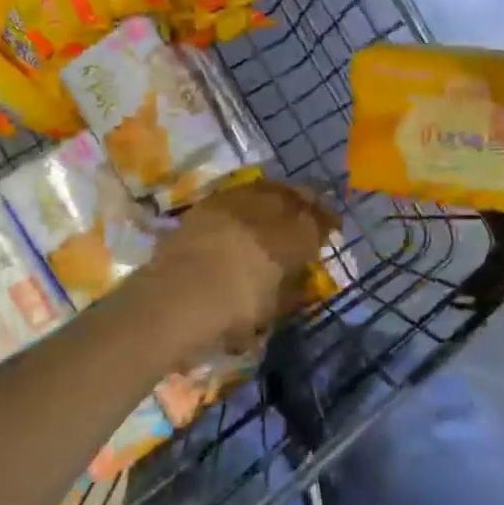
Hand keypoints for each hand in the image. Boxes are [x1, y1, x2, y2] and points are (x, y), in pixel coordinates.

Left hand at [146, 179, 338, 346]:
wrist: (171, 301)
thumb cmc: (229, 315)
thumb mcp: (270, 309)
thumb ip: (291, 289)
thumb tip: (302, 278)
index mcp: (291, 237)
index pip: (318, 221)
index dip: (327, 223)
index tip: (332, 229)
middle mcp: (267, 211)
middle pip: (294, 196)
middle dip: (306, 203)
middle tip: (310, 212)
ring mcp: (234, 203)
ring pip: (265, 189)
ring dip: (278, 196)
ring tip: (279, 208)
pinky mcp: (206, 204)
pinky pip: (238, 195)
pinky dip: (248, 200)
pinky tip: (245, 213)